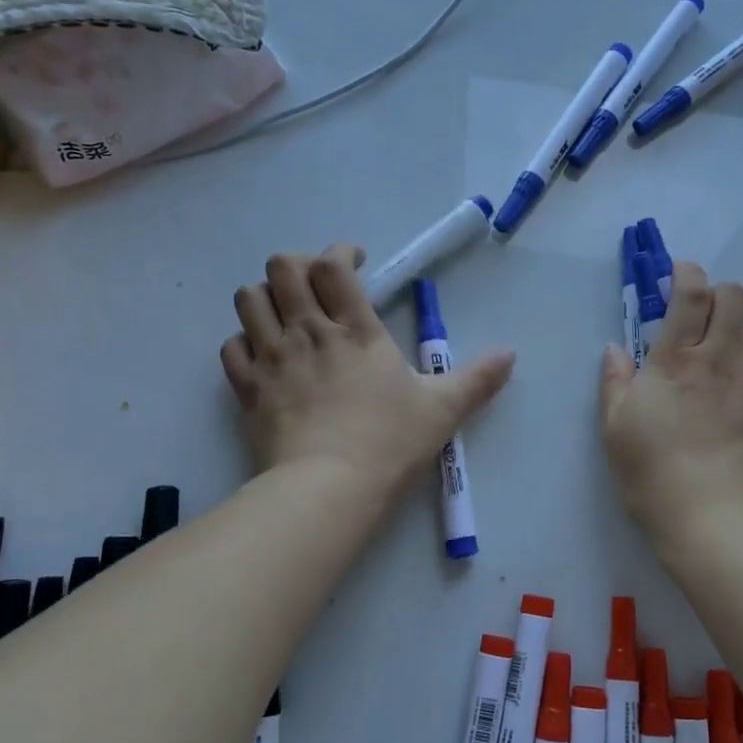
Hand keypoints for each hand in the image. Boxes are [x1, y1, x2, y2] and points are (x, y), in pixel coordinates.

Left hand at [221, 245, 515, 504]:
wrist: (328, 489)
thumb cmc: (389, 442)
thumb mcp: (443, 409)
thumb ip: (477, 378)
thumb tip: (511, 354)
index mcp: (356, 329)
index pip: (333, 265)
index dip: (341, 253)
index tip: (355, 264)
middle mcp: (308, 331)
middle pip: (283, 268)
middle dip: (298, 266)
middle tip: (316, 287)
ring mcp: (273, 358)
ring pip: (249, 299)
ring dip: (266, 298)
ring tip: (285, 316)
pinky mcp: (248, 389)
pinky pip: (231, 347)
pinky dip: (244, 344)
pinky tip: (263, 357)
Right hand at [600, 260, 742, 543]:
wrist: (718, 522)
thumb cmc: (654, 474)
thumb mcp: (615, 430)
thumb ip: (615, 382)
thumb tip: (616, 349)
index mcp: (677, 360)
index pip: (691, 292)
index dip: (686, 273)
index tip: (678, 277)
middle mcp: (722, 359)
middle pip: (735, 297)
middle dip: (717, 296)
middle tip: (699, 323)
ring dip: (740, 335)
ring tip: (723, 364)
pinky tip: (741, 403)